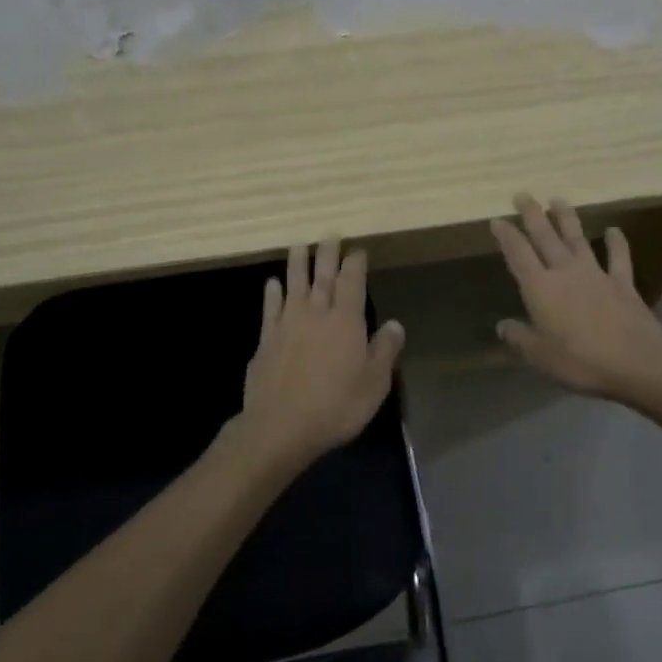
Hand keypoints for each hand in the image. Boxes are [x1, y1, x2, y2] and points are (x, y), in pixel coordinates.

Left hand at [237, 238, 405, 470]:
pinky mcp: (266, 341)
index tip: (357, 250)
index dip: (355, 264)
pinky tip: (272, 284)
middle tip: (329, 235)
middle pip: (322, 277)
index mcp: (346, 322)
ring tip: (299, 245)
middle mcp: (316, 314)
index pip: (352, 283)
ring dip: (297, 264)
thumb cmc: (336, 406)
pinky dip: (272, 294)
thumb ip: (385, 350)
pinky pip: (270, 309)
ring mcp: (287, 325)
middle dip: (327, 254)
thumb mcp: (374, 384)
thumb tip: (395, 324)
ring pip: (294, 285)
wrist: (281, 426)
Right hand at [490, 194, 661, 405]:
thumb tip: (502, 326)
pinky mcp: (622, 283)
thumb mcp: (541, 356)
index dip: (507, 237)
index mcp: (541, 289)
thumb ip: (520, 338)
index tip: (498, 220)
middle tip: (523, 195)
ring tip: (558, 199)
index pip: (518, 255)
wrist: (637, 361)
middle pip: (545, 237)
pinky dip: (616, 243)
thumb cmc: (581, 361)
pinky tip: (613, 230)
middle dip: (532, 215)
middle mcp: (566, 273)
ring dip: (567, 218)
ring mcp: (596, 274)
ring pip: (578, 239)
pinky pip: (618, 257)